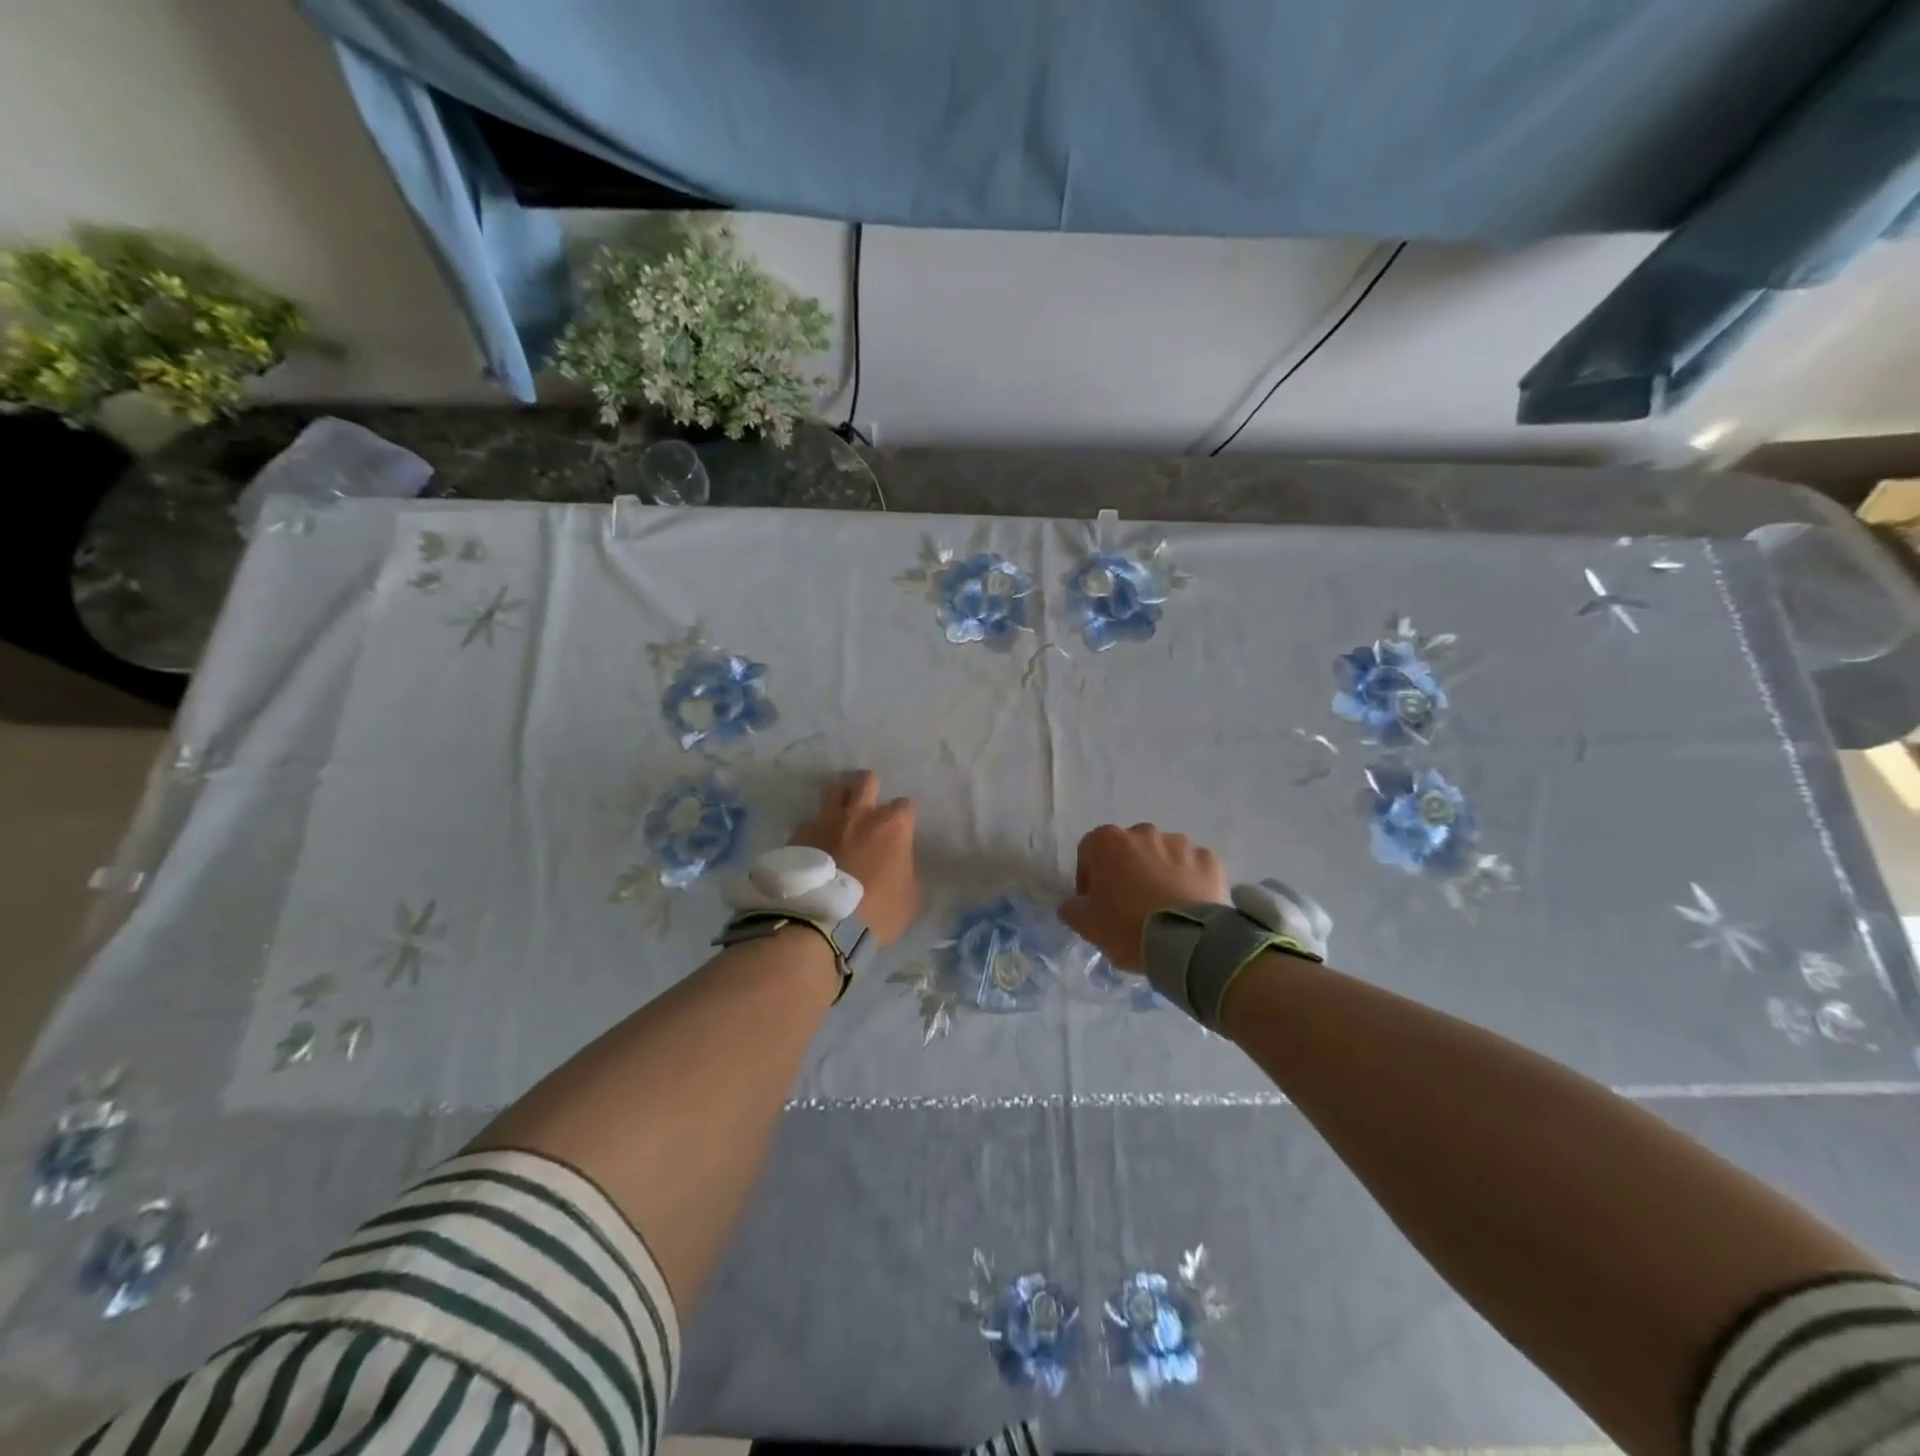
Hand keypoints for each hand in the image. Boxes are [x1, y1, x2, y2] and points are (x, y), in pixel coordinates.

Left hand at [790, 771, 919, 945]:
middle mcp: (859, 814)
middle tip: (868, 807)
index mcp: (892, 826)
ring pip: (833, 790)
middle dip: (869, 788)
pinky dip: (815, 831)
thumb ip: (906, 869)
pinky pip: (809, 823)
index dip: (903, 818)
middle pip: (865, 780)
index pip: (905, 805)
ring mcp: (825, 821)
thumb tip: (898, 861)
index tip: (900, 833)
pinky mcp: (799, 835)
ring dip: (840, 800)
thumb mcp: (910, 896)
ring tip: (839, 819)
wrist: (822, 925)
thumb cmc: (877, 912)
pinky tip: (814, 849)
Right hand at [1059, 823, 1226, 971]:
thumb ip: (1072, 909)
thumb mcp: (1087, 925)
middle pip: (1127, 850)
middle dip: (1125, 871)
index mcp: (1107, 842)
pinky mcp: (1209, 859)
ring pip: (1162, 855)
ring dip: (1158, 872)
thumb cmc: (1127, 927)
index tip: (1094, 903)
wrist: (1188, 942)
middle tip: (1128, 905)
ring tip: (1162, 906)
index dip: (1089, 878)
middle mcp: (1143, 833)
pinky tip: (1186, 905)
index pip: (1088, 852)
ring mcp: (1180, 843)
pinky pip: (1192, 867)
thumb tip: (1073, 904)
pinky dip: (1188, 880)